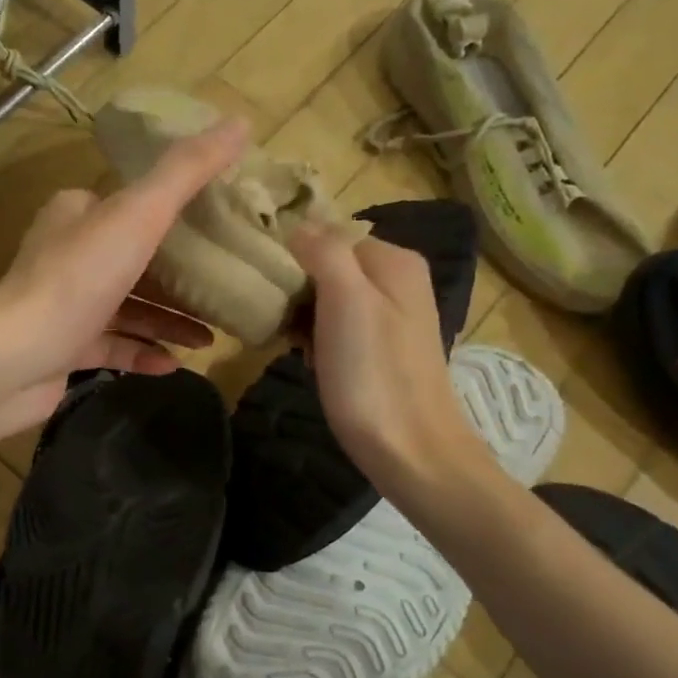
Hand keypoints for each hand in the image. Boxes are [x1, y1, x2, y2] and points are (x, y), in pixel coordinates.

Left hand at [0, 118, 249, 438]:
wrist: (13, 358)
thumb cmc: (77, 279)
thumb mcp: (138, 214)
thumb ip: (186, 172)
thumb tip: (241, 123)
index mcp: (77, 213)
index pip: (130, 203)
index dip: (174, 213)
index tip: (217, 229)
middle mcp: (66, 255)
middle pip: (134, 260)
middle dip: (179, 278)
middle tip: (223, 289)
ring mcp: (64, 306)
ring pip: (127, 308)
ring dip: (168, 321)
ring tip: (210, 337)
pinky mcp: (63, 350)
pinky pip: (114, 348)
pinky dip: (144, 353)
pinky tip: (175, 364)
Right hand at [287, 225, 491, 495]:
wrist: (411, 451)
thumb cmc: (374, 374)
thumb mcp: (347, 300)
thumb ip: (325, 252)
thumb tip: (298, 227)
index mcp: (394, 260)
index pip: (328, 232)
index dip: (293, 253)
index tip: (266, 283)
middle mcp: (397, 280)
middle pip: (328, 264)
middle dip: (296, 287)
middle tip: (277, 316)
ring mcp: (391, 316)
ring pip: (328, 297)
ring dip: (302, 315)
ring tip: (290, 340)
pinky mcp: (381, 349)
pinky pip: (337, 326)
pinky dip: (316, 337)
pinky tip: (309, 358)